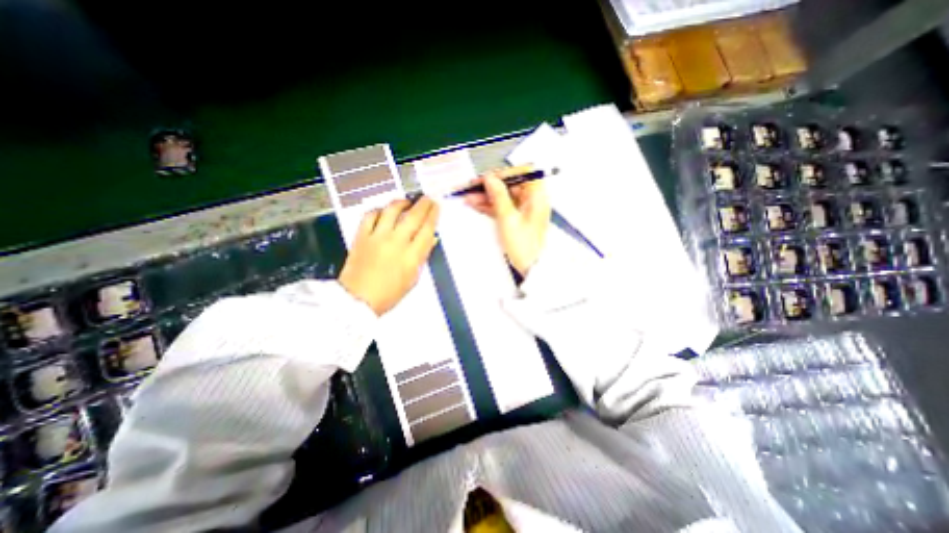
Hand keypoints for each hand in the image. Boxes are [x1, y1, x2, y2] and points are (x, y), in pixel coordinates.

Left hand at [339, 195, 439, 313]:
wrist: (358, 299)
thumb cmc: (388, 294)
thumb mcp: (412, 278)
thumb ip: (422, 257)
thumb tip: (430, 240)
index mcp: (411, 256)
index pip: (427, 229)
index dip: (433, 216)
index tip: (436, 207)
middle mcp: (396, 243)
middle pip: (413, 217)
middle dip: (423, 204)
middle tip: (427, 199)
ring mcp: (377, 237)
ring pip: (392, 210)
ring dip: (402, 203)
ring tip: (406, 202)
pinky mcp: (361, 236)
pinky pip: (370, 215)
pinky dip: (379, 210)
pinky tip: (384, 211)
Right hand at [461, 164, 547, 275]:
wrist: (530, 268)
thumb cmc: (525, 246)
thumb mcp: (508, 219)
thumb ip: (498, 196)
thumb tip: (490, 179)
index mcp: (537, 196)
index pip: (522, 173)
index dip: (504, 173)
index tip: (488, 177)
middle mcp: (532, 200)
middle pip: (510, 185)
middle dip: (490, 186)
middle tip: (472, 187)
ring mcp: (524, 209)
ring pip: (503, 196)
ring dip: (486, 196)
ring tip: (468, 197)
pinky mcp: (516, 218)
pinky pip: (502, 207)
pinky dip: (489, 206)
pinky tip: (475, 205)